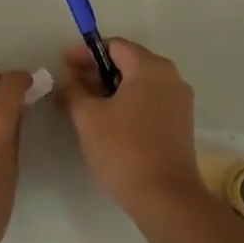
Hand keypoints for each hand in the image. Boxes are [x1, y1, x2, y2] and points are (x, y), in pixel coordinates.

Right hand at [58, 38, 203, 212]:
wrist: (164, 196)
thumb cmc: (123, 149)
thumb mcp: (88, 117)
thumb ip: (73, 91)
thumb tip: (69, 80)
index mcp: (151, 68)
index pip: (114, 46)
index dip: (85, 53)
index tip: (63, 65)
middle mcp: (171, 77)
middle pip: (128, 62)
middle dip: (97, 72)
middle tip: (70, 87)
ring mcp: (179, 101)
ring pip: (139, 83)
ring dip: (111, 89)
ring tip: (85, 106)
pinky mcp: (180, 123)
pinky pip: (149, 101)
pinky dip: (127, 103)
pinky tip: (108, 121)